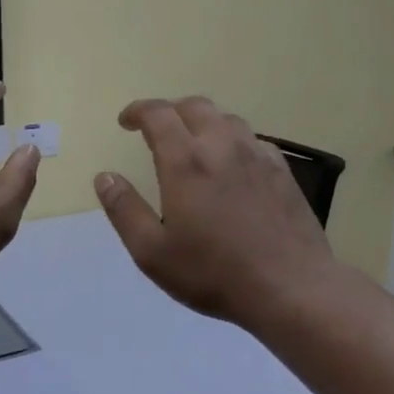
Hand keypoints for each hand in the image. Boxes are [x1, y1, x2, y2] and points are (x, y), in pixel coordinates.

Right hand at [95, 96, 337, 325]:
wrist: (289, 287)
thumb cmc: (213, 273)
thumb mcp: (152, 252)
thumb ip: (125, 211)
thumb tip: (105, 177)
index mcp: (186, 161)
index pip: (158, 115)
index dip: (138, 111)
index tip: (126, 122)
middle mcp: (223, 146)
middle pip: (196, 107)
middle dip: (171, 111)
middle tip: (157, 130)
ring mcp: (258, 156)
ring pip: (228, 120)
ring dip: (204, 123)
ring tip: (194, 144)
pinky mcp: (283, 172)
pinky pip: (254, 141)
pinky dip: (235, 142)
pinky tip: (234, 165)